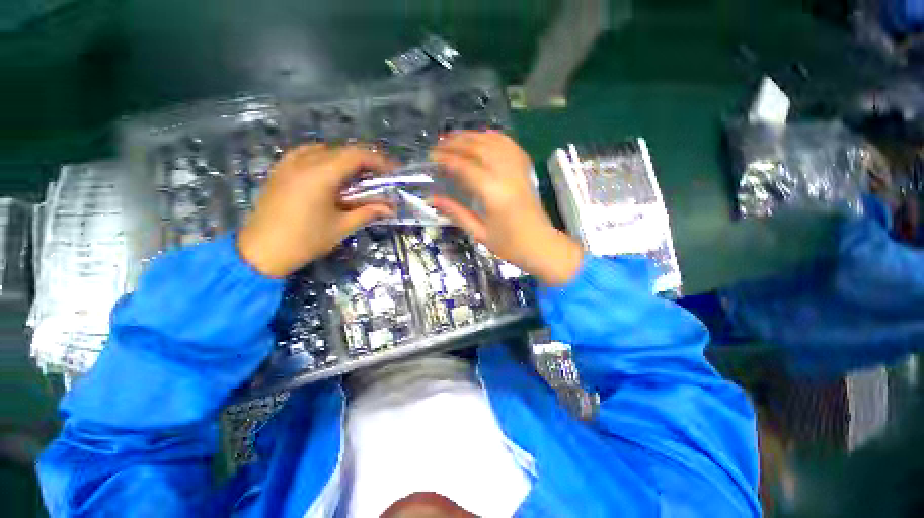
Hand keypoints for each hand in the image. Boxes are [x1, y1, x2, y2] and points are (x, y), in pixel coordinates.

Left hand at [237, 144, 395, 277]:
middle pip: (341, 150)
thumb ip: (368, 212)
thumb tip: (391, 208)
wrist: (262, 251)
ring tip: (357, 175)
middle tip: (379, 176)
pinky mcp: (279, 171)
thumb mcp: (342, 227)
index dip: (378, 160)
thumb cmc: (306, 240)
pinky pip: (305, 154)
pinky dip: (323, 158)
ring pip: (323, 149)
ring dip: (344, 158)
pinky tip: (328, 172)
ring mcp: (288, 164)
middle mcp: (303, 162)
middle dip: (364, 161)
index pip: (356, 155)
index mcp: (320, 175)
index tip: (392, 171)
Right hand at [430, 131, 582, 285]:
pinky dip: (496, 138)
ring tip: (456, 137)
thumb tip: (433, 199)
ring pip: (495, 143)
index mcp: (494, 193)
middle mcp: (507, 176)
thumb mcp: (480, 233)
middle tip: (439, 144)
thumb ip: (456, 213)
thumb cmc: (510, 245)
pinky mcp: (526, 171)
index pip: (466, 167)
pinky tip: (485, 136)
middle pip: (480, 148)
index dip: (446, 159)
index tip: (432, 157)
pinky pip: (511, 146)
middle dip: (457, 142)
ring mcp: (519, 171)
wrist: (541, 246)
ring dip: (474, 136)